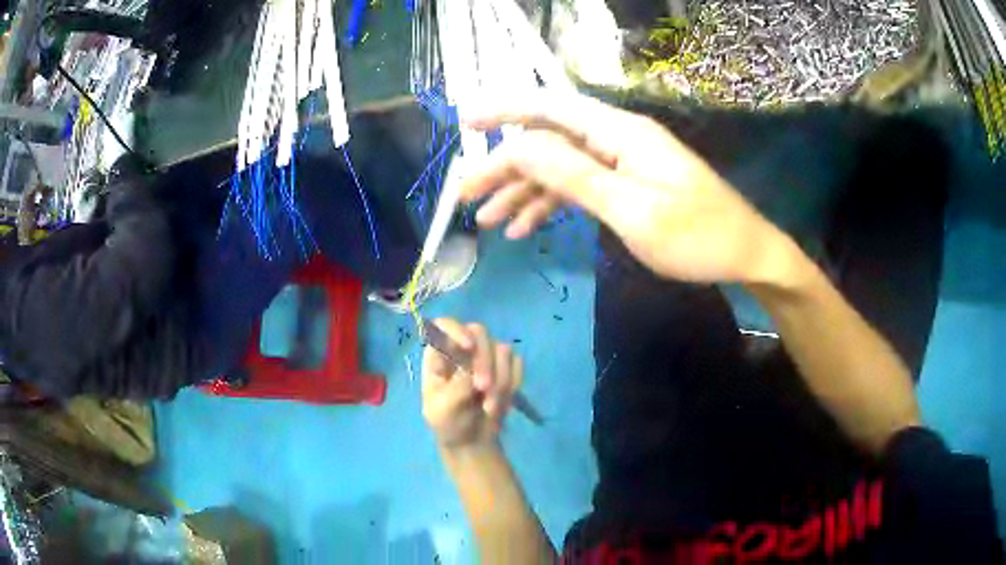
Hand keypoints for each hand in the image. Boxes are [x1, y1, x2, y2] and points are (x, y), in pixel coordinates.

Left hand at [422, 319, 522, 450]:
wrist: (472, 443)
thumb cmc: (449, 424)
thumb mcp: (442, 410)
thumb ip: (456, 388)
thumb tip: (474, 372)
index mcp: (439, 355)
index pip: (445, 325)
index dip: (457, 330)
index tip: (468, 347)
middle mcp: (463, 349)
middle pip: (479, 332)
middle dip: (485, 361)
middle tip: (484, 389)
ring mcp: (487, 357)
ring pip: (502, 349)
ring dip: (500, 380)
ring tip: (490, 408)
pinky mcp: (507, 368)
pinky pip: (517, 363)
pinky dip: (513, 383)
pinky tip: (501, 403)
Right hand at [461, 93, 791, 284]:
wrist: (745, 254)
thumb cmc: (698, 237)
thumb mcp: (633, 211)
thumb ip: (575, 175)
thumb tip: (520, 146)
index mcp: (620, 132)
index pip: (550, 108)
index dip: (505, 110)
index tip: (465, 123)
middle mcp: (617, 137)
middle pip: (548, 140)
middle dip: (505, 166)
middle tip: (467, 195)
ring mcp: (622, 160)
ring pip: (559, 166)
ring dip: (523, 191)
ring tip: (489, 222)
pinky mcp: (627, 182)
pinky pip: (579, 185)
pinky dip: (551, 204)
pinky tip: (527, 227)